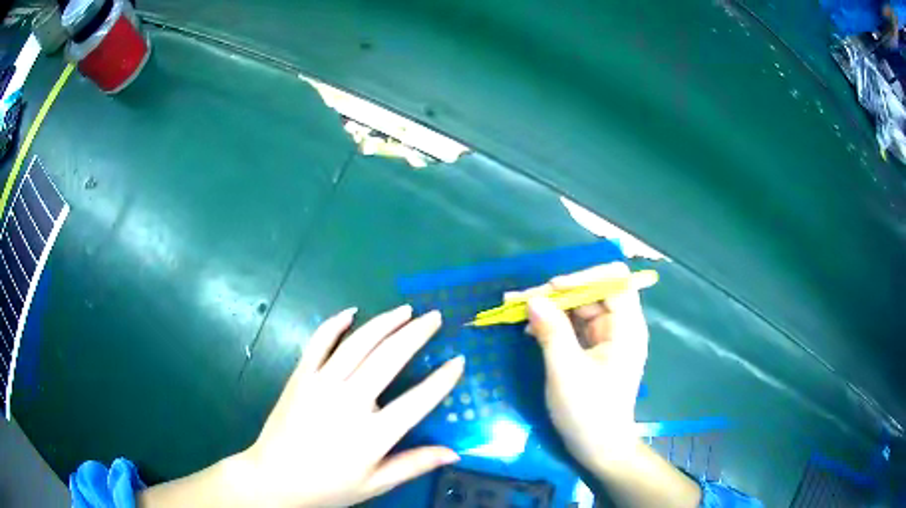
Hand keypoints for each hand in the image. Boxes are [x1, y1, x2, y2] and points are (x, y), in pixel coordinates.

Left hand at [242, 305, 464, 506]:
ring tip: (405, 310)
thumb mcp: (375, 484)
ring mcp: (321, 384)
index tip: (459, 361)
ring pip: (358, 344)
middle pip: (389, 359)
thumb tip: (455, 453)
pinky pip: (319, 342)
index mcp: (372, 434)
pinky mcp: (301, 376)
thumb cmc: (328, 486)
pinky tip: (351, 311)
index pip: (417, 401)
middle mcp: (349, 402)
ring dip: (384, 323)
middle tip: (434, 317)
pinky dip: (335, 324)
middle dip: (416, 334)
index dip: (442, 380)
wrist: (274, 477)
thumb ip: (414, 465)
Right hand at [507, 262, 647, 466]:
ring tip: (515, 309)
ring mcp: (607, 338)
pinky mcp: (594, 350)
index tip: (551, 289)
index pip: (614, 281)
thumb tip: (533, 299)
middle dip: (556, 293)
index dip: (584, 278)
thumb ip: (551, 332)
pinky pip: (573, 325)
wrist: (599, 447)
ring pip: (579, 307)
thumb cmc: (589, 412)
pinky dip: (552, 323)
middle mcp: (620, 326)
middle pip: (592, 292)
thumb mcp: (566, 372)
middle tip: (518, 299)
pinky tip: (530, 328)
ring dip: (549, 306)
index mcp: (626, 327)